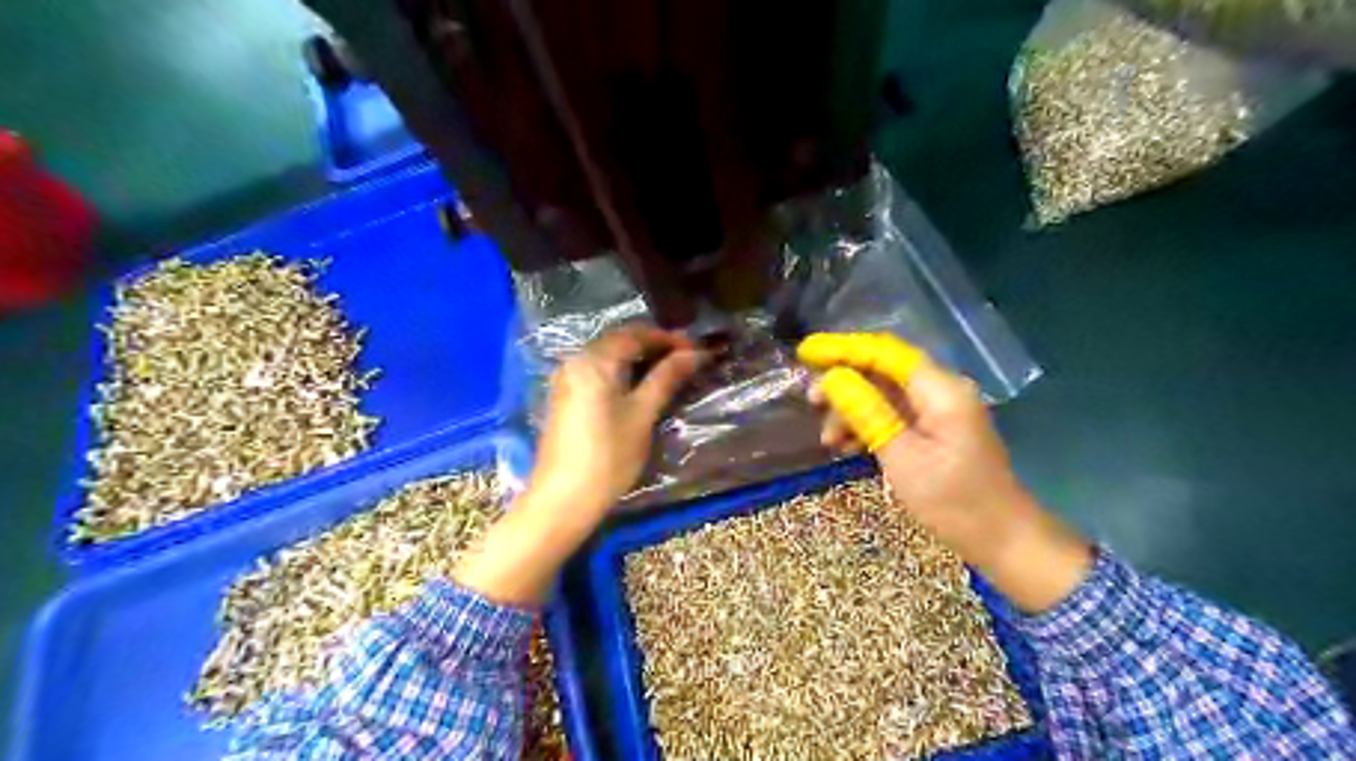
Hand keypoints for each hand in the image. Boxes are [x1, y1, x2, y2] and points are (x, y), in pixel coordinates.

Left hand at [457, 327, 711, 606]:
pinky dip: (622, 372)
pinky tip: (640, 386)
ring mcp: (566, 379)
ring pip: (608, 356)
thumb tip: (695, 353)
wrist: (562, 500)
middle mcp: (575, 360)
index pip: (636, 334)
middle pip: (620, 341)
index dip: (670, 338)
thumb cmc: (608, 456)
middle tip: (687, 359)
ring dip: (639, 358)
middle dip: (654, 345)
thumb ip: (667, 378)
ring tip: (670, 371)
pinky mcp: (564, 397)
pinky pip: (597, 372)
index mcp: (594, 360)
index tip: (698, 349)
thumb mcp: (643, 414)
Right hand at [803, 334, 1088, 612]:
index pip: (884, 352)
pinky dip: (868, 425)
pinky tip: (847, 446)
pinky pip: (894, 415)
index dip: (842, 348)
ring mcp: (940, 411)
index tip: (805, 353)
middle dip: (843, 382)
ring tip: (828, 439)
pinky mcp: (936, 430)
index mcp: (940, 390)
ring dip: (852, 409)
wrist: (1003, 540)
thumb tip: (832, 378)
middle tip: (810, 401)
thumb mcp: (901, 457)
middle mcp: (942, 390)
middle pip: (883, 370)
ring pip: (885, 394)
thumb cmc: (953, 502)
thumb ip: (867, 412)